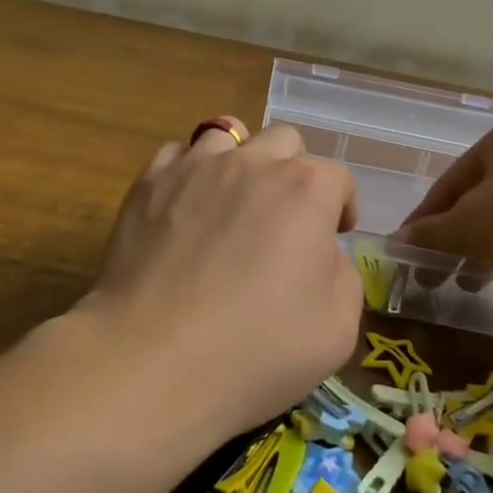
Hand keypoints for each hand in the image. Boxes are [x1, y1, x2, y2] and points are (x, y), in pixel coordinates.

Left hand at [81, 119, 361, 437]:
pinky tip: (186, 206)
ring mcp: (195, 167)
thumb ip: (342, 275)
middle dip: (294, 171)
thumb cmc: (257, 348)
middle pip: (284, 141)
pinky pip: (177, 154)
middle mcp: (252, 163)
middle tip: (285, 216)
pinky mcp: (149, 183)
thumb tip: (320, 253)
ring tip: (232, 199)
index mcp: (305, 189)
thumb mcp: (338, 328)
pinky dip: (189, 171)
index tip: (334, 234)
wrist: (154, 357)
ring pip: (227, 135)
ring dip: (240, 160)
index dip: (341, 205)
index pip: (337, 177)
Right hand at [394, 109, 492, 295]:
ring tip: (474, 282)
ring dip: (489, 248)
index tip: (406, 251)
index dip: (423, 219)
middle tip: (438, 275)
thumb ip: (430, 233)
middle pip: (482, 198)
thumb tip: (395, 242)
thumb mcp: (469, 226)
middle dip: (458, 238)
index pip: (449, 181)